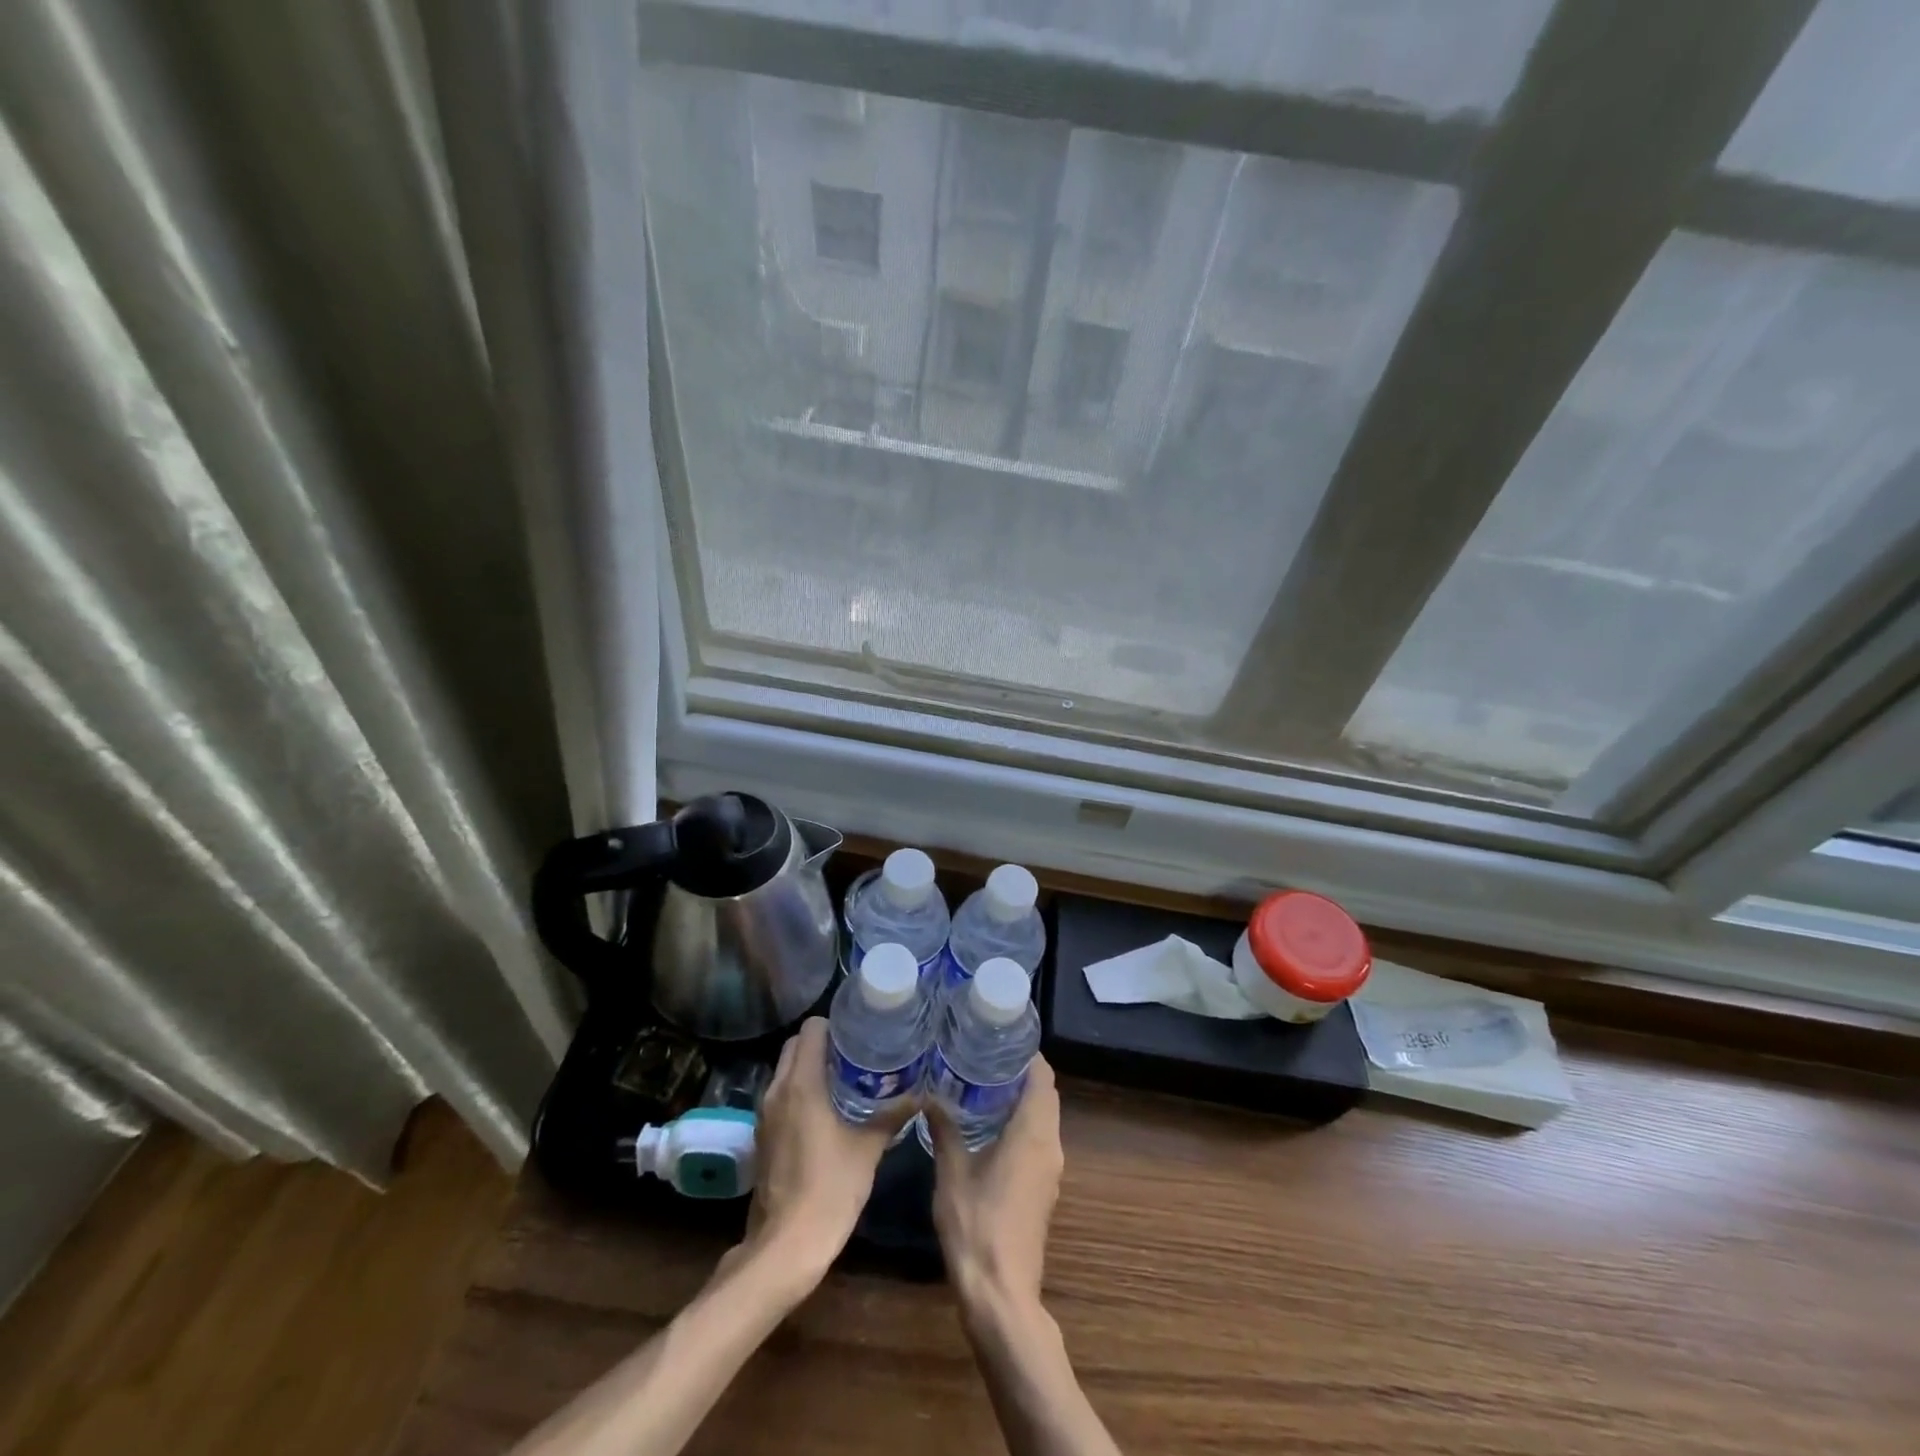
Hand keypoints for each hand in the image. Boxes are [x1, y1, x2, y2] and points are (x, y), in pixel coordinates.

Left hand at [735, 1017, 906, 1279]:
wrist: (785, 1246)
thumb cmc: (829, 1190)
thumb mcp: (868, 1149)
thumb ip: (892, 1116)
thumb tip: (921, 1093)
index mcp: (801, 1084)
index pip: (811, 1030)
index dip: (834, 1024)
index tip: (859, 1031)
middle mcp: (778, 1091)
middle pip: (795, 1046)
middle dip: (823, 1042)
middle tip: (856, 1052)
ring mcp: (765, 1114)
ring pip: (786, 1070)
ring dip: (810, 1066)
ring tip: (846, 1076)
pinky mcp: (763, 1135)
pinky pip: (782, 1095)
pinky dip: (800, 1090)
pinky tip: (828, 1108)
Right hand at [926, 1054, 1063, 1317]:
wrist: (1001, 1295)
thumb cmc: (977, 1226)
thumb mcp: (952, 1172)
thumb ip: (944, 1128)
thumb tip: (929, 1092)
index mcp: (1033, 1134)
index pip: (1042, 1077)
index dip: (1027, 1053)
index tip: (999, 1037)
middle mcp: (1050, 1145)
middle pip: (1045, 1094)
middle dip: (1020, 1072)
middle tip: (983, 1054)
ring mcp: (1050, 1169)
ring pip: (1044, 1118)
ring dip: (1021, 1097)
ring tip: (981, 1081)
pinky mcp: (1043, 1188)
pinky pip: (1039, 1139)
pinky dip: (1021, 1122)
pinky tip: (988, 1123)